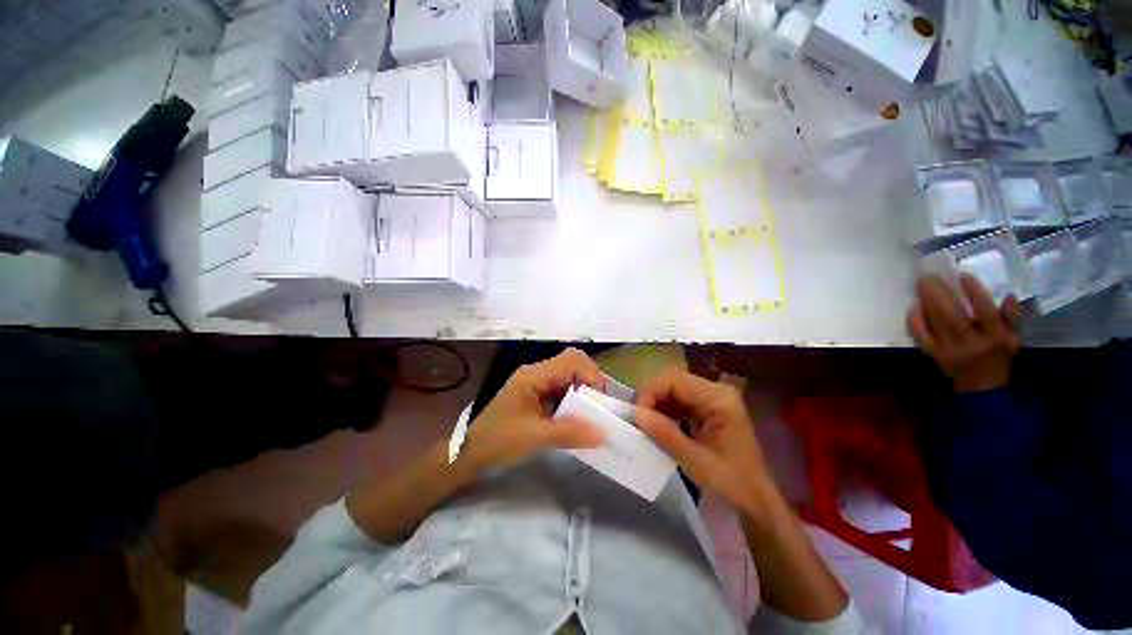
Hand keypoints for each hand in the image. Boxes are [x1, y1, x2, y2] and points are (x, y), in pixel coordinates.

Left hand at [463, 348, 606, 471]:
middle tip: (599, 402)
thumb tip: (603, 434)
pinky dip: (577, 396)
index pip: (571, 361)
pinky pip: (564, 386)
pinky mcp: (539, 392)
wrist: (473, 452)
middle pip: (572, 360)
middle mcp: (537, 372)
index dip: (591, 376)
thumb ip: (569, 433)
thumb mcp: (534, 438)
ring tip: (594, 409)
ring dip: (585, 387)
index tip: (601, 401)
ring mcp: (537, 381)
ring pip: (570, 372)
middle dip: (591, 377)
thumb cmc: (499, 441)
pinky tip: (581, 413)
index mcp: (533, 375)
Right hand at [633, 369, 772, 517]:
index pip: (675, 381)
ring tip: (645, 423)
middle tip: (638, 419)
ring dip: (657, 404)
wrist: (757, 502)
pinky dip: (666, 410)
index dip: (651, 392)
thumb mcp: (696, 462)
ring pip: (674, 389)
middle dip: (652, 397)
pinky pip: (680, 400)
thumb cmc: (732, 484)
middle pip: (674, 381)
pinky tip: (659, 426)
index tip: (637, 414)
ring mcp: (714, 398)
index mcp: (719, 399)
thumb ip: (665, 434)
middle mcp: (717, 391)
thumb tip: (636, 413)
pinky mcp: (709, 408)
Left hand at [907, 274, 1022, 391]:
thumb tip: (1009, 295)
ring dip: (926, 301)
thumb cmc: (999, 357)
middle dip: (938, 293)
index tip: (962, 275)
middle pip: (952, 315)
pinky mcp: (933, 354)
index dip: (973, 292)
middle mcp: (971, 342)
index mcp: (995, 337)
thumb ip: (1012, 316)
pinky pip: (920, 335)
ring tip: (921, 285)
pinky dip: (915, 320)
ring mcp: (949, 349)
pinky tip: (913, 306)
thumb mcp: (1014, 338)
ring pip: (935, 322)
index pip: (984, 312)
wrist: (981, 387)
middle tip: (929, 276)